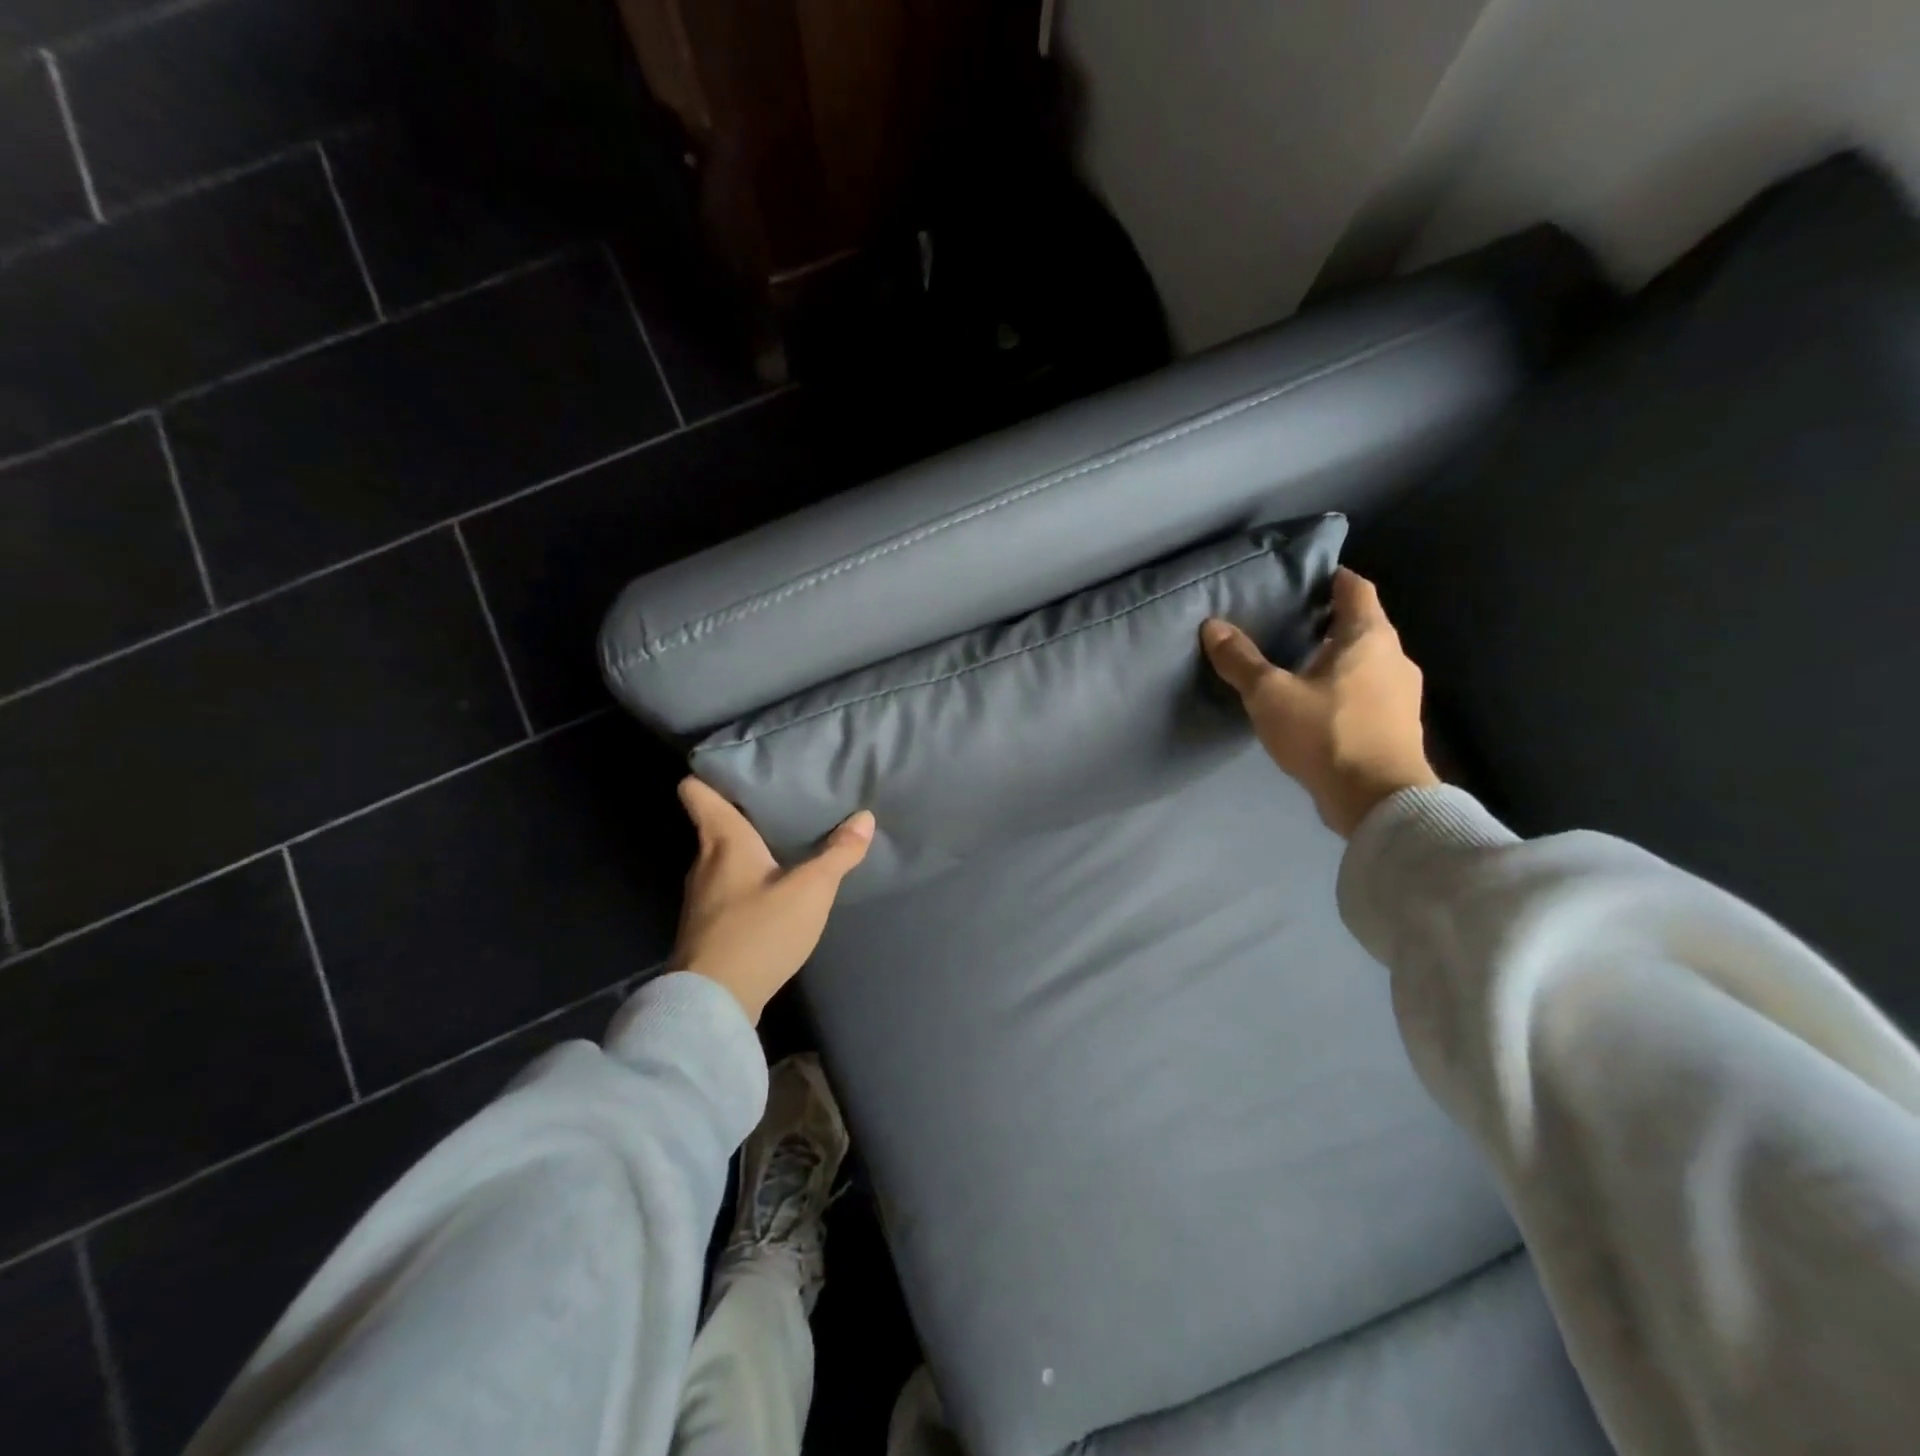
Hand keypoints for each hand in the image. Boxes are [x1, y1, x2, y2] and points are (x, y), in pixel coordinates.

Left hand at [670, 777, 875, 1023]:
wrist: (714, 1002)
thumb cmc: (759, 932)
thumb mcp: (811, 890)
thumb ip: (838, 854)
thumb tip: (865, 817)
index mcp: (723, 841)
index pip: (696, 792)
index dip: (709, 776)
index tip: (736, 768)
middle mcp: (704, 862)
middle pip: (714, 824)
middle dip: (743, 813)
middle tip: (780, 804)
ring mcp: (700, 897)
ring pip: (720, 858)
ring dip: (746, 851)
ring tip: (783, 844)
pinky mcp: (705, 926)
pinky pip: (725, 888)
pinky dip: (746, 882)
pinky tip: (773, 892)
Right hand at [1202, 568, 1438, 837]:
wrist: (1379, 800)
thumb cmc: (1326, 734)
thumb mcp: (1270, 695)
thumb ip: (1241, 660)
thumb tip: (1212, 626)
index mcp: (1369, 636)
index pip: (1355, 588)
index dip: (1330, 579)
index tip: (1302, 581)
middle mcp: (1394, 656)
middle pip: (1361, 625)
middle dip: (1327, 622)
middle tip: (1287, 624)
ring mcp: (1402, 693)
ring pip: (1366, 661)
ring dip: (1336, 658)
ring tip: (1296, 666)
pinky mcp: (1398, 725)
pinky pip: (1368, 691)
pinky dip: (1344, 688)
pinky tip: (1316, 705)